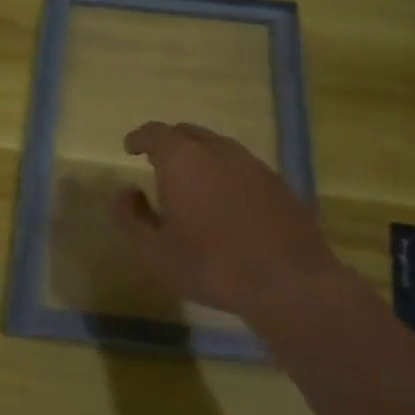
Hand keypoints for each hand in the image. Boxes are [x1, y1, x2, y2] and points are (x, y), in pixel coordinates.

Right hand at [114, 122, 341, 327]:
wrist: (289, 281)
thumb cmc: (212, 266)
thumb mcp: (155, 252)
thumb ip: (131, 217)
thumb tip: (124, 192)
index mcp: (182, 160)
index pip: (154, 133)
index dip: (139, 138)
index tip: (130, 148)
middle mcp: (217, 150)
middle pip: (187, 133)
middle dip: (168, 143)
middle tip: (157, 164)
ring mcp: (251, 163)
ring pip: (216, 146)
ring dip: (198, 157)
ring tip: (190, 183)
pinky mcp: (276, 182)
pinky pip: (240, 165)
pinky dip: (224, 173)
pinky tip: (224, 201)